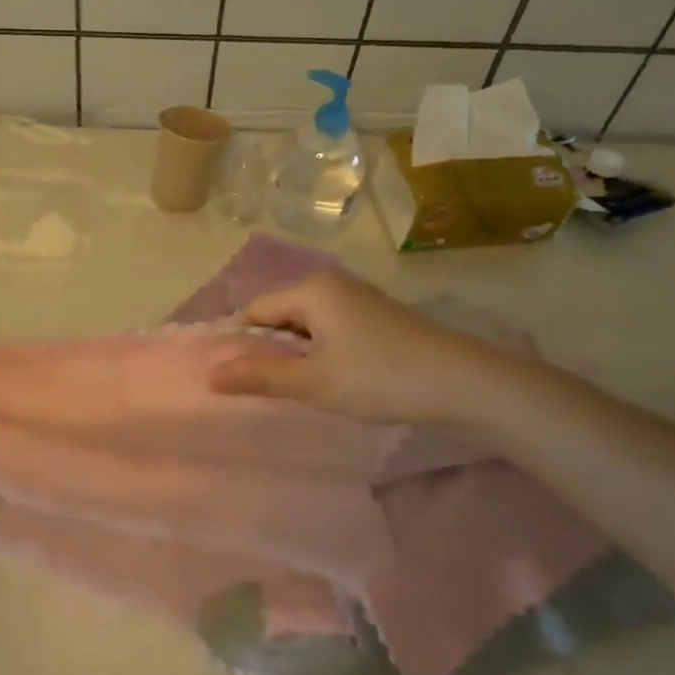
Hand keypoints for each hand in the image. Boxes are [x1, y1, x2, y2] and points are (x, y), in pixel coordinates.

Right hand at [208, 270, 535, 426]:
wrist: (464, 383)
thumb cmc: (379, 378)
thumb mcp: (313, 382)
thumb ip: (259, 376)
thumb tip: (210, 375)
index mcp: (310, 290)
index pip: (255, 311)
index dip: (241, 344)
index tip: (237, 379)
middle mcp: (331, 284)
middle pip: (280, 315)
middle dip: (271, 351)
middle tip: (270, 390)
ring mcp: (357, 298)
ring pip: (307, 325)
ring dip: (299, 355)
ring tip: (302, 389)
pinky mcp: (377, 316)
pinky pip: (331, 329)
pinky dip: (323, 352)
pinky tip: (334, 380)